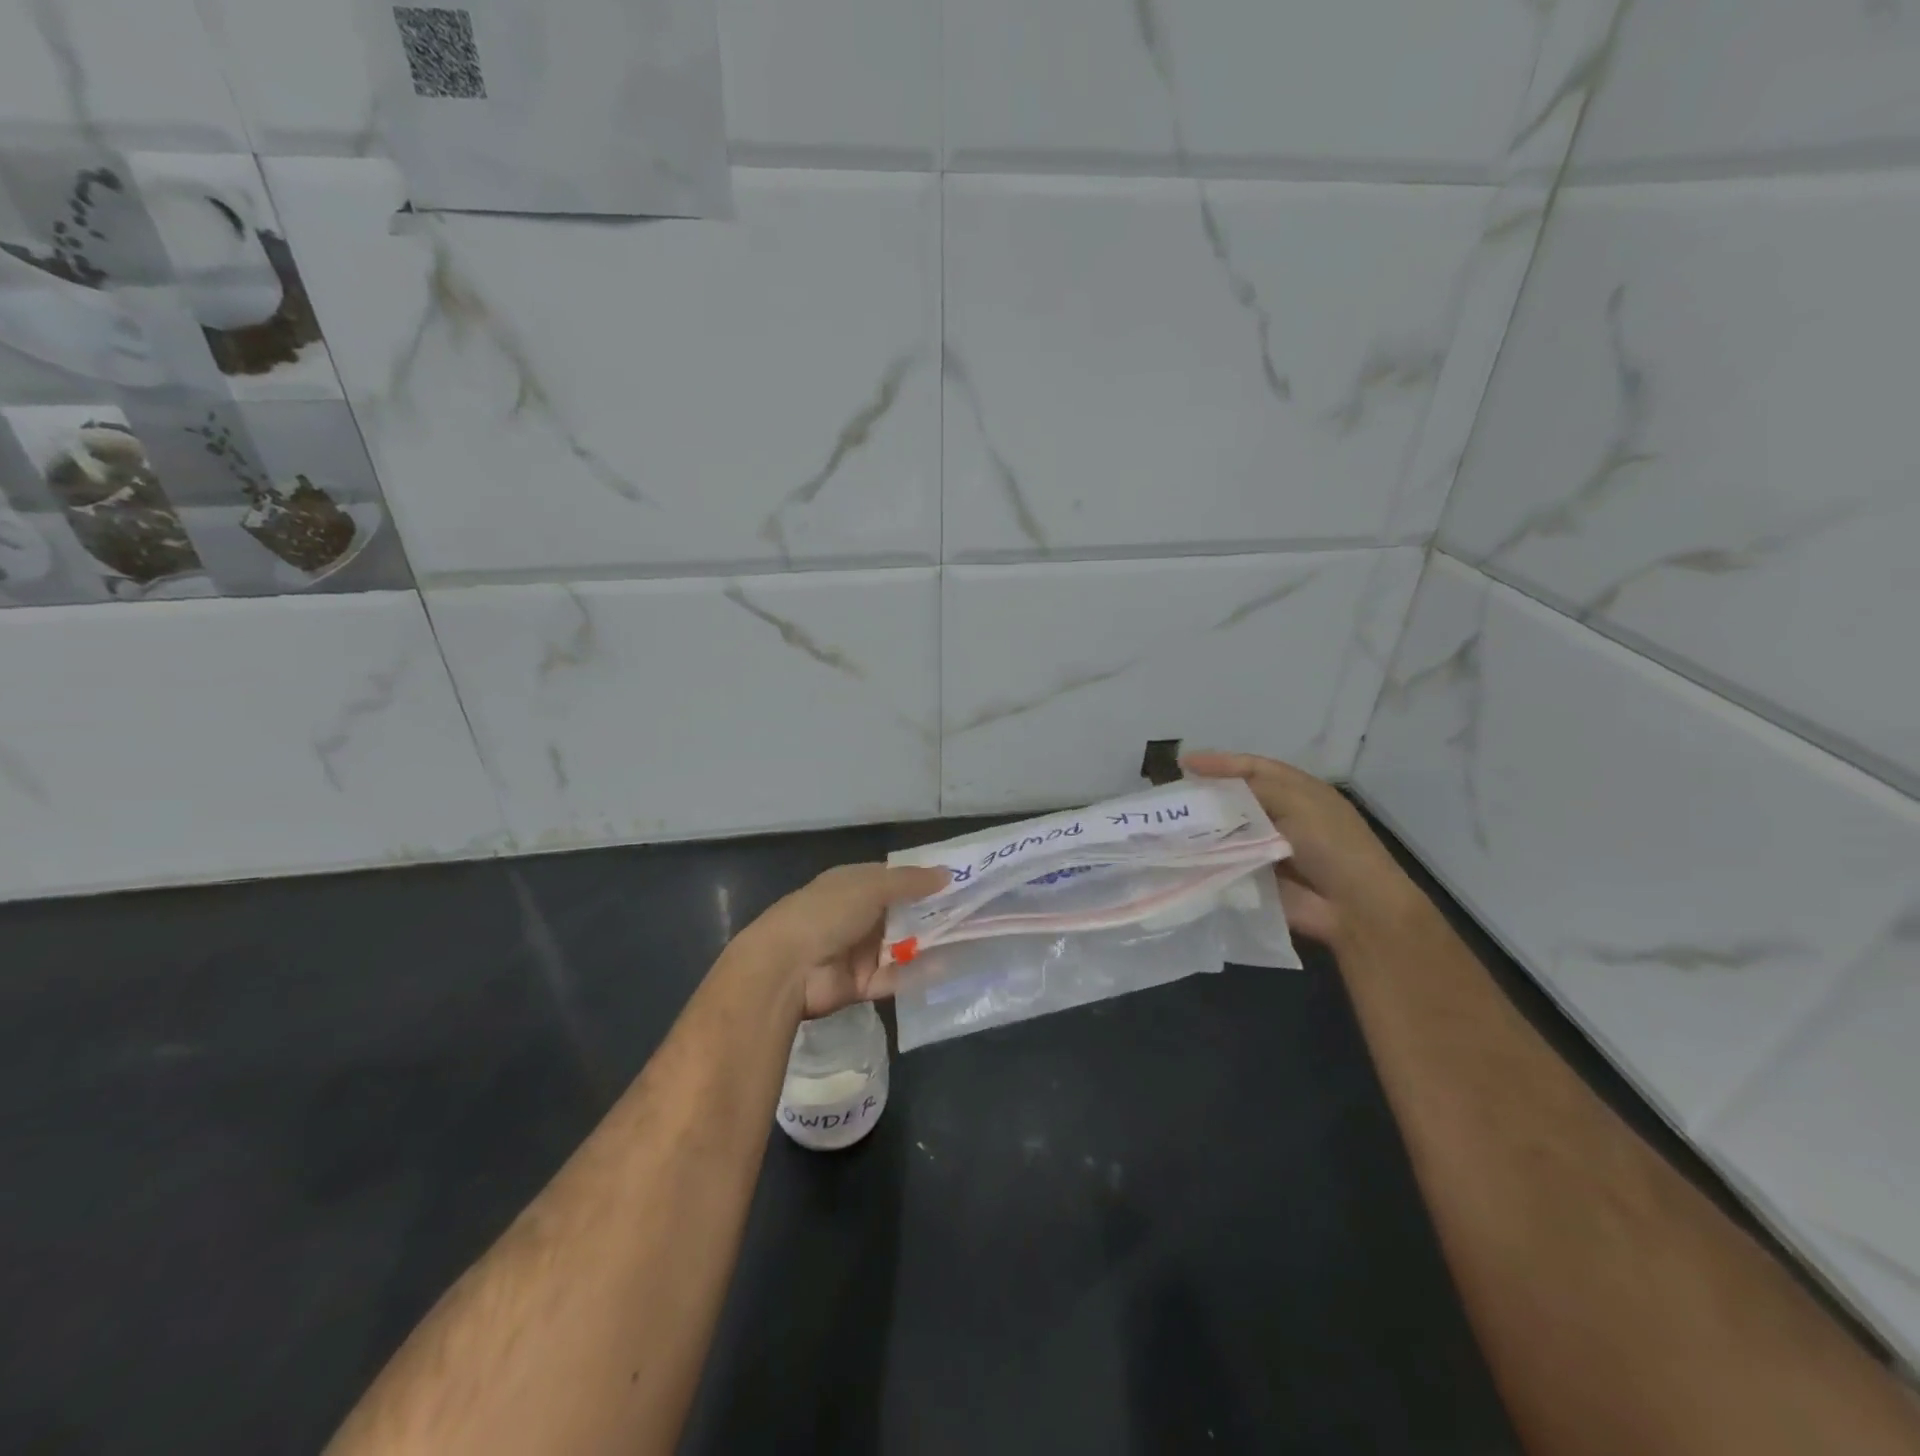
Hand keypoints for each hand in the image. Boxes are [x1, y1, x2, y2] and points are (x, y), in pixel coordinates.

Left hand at [737, 863, 949, 1019]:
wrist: (786, 968)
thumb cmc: (827, 913)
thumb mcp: (871, 887)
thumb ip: (910, 882)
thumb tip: (947, 873)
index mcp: (854, 884)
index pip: (895, 878)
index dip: (924, 879)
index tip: (960, 880)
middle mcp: (857, 915)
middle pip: (902, 913)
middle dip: (933, 913)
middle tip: (974, 911)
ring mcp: (859, 950)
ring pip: (902, 945)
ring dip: (930, 942)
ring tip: (970, 938)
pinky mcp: (861, 983)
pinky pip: (896, 976)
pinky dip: (918, 972)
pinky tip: (948, 966)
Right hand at [1182, 751, 1417, 944]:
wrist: (1354, 907)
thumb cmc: (1332, 844)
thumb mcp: (1297, 802)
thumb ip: (1254, 787)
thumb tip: (1209, 785)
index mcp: (1296, 791)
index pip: (1251, 768)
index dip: (1219, 763)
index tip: (1183, 764)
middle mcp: (1280, 815)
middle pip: (1234, 799)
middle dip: (1205, 796)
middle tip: (1170, 798)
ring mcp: (1267, 847)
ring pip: (1226, 831)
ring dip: (1202, 829)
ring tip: (1167, 824)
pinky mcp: (1256, 876)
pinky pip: (1226, 862)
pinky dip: (1207, 858)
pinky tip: (1180, 853)